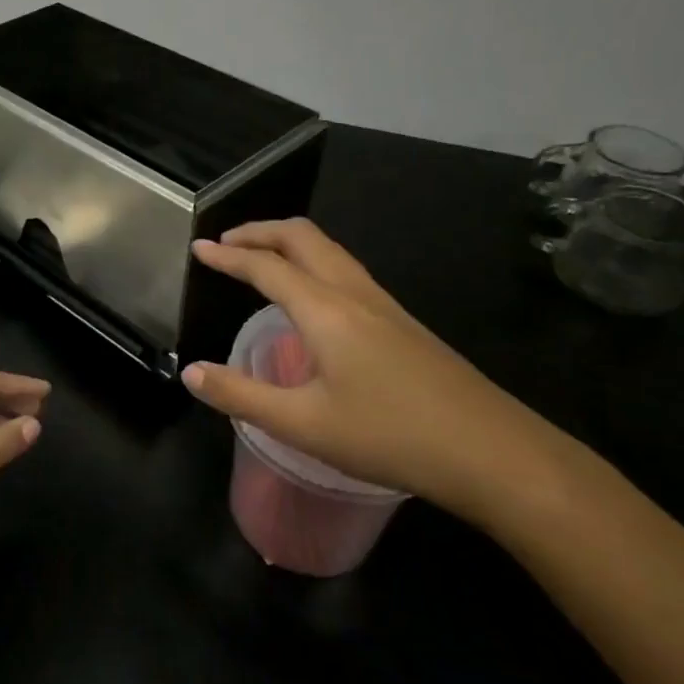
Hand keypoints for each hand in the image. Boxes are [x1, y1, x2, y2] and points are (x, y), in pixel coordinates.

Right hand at [182, 220, 590, 526]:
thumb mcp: (302, 424)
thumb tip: (191, 373)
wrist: (492, 452)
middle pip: (303, 237)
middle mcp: (355, 294)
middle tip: (227, 243)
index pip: (265, 266)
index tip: (198, 248)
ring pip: (330, 251)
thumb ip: (240, 396)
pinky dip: (313, 265)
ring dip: (289, 244)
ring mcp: (385, 306)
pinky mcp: (403, 324)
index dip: (227, 255)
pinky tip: (311, 301)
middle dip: (261, 231)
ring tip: (261, 260)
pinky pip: (347, 272)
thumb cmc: (389, 435)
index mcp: (325, 309)